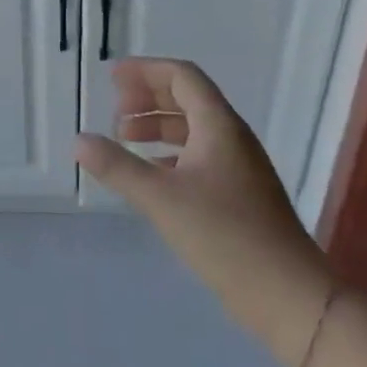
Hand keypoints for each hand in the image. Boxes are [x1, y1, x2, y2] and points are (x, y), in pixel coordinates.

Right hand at [75, 58, 332, 366]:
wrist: (288, 295)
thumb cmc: (224, 236)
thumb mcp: (161, 198)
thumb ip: (117, 167)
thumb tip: (79, 140)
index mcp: (219, 127)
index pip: (182, 77)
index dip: (146, 71)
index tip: (111, 78)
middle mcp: (232, 139)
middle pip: (188, 99)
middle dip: (149, 97)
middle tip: (115, 111)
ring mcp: (238, 168)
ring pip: (193, 130)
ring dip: (158, 125)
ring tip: (125, 139)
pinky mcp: (238, 196)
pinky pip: (199, 157)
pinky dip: (169, 154)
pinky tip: (150, 173)